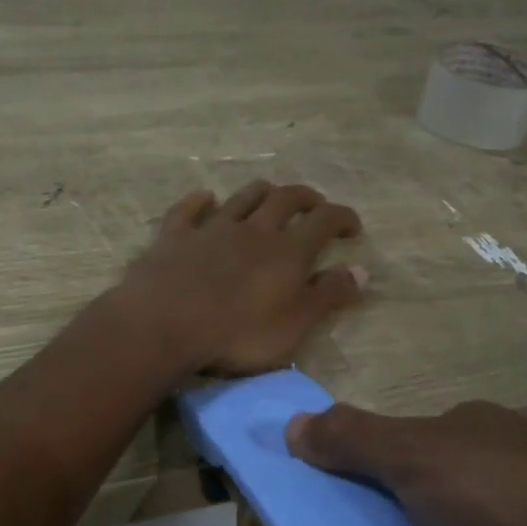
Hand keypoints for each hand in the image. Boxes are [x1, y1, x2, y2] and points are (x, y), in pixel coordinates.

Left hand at [113, 181, 364, 375]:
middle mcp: (253, 230)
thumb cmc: (236, 333)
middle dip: (305, 198)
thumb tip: (361, 271)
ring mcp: (211, 229)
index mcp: (287, 251)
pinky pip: (188, 210)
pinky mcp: (175, 236)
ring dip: (261, 192)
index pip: (324, 221)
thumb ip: (328, 297)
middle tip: (315, 204)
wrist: (164, 323)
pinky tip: (204, 197)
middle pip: (285, 199)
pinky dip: (199, 201)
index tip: (353, 227)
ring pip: (242, 198)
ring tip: (271, 195)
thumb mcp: (294, 325)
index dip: (342, 218)